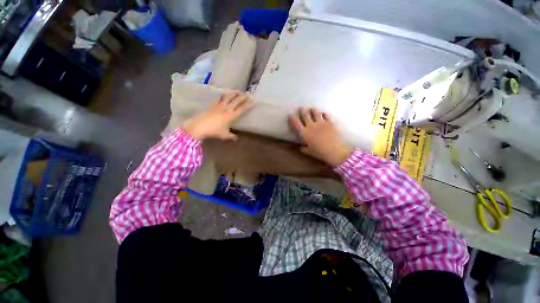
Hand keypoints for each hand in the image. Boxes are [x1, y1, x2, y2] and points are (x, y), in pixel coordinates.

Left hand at [183, 92, 252, 140]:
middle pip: (236, 100)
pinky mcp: (213, 105)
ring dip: (234, 93)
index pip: (242, 109)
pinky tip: (224, 94)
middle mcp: (226, 109)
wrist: (200, 126)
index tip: (254, 102)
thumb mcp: (224, 135)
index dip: (248, 105)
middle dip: (243, 96)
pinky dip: (222, 95)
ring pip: (228, 97)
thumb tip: (236, 138)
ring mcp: (219, 106)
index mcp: (231, 116)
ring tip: (238, 91)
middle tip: (247, 93)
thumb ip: (231, 136)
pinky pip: (219, 98)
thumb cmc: (214, 131)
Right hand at [289, 108, 352, 166]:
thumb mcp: (309, 152)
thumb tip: (301, 147)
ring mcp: (321, 123)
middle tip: (301, 108)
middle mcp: (311, 125)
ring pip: (315, 113)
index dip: (292, 118)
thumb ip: (303, 148)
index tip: (290, 115)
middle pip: (305, 115)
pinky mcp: (329, 123)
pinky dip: (323, 113)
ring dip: (312, 110)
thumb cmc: (319, 152)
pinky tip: (323, 113)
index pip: (296, 123)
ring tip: (311, 109)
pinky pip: (326, 115)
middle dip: (302, 110)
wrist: (334, 151)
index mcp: (304, 133)